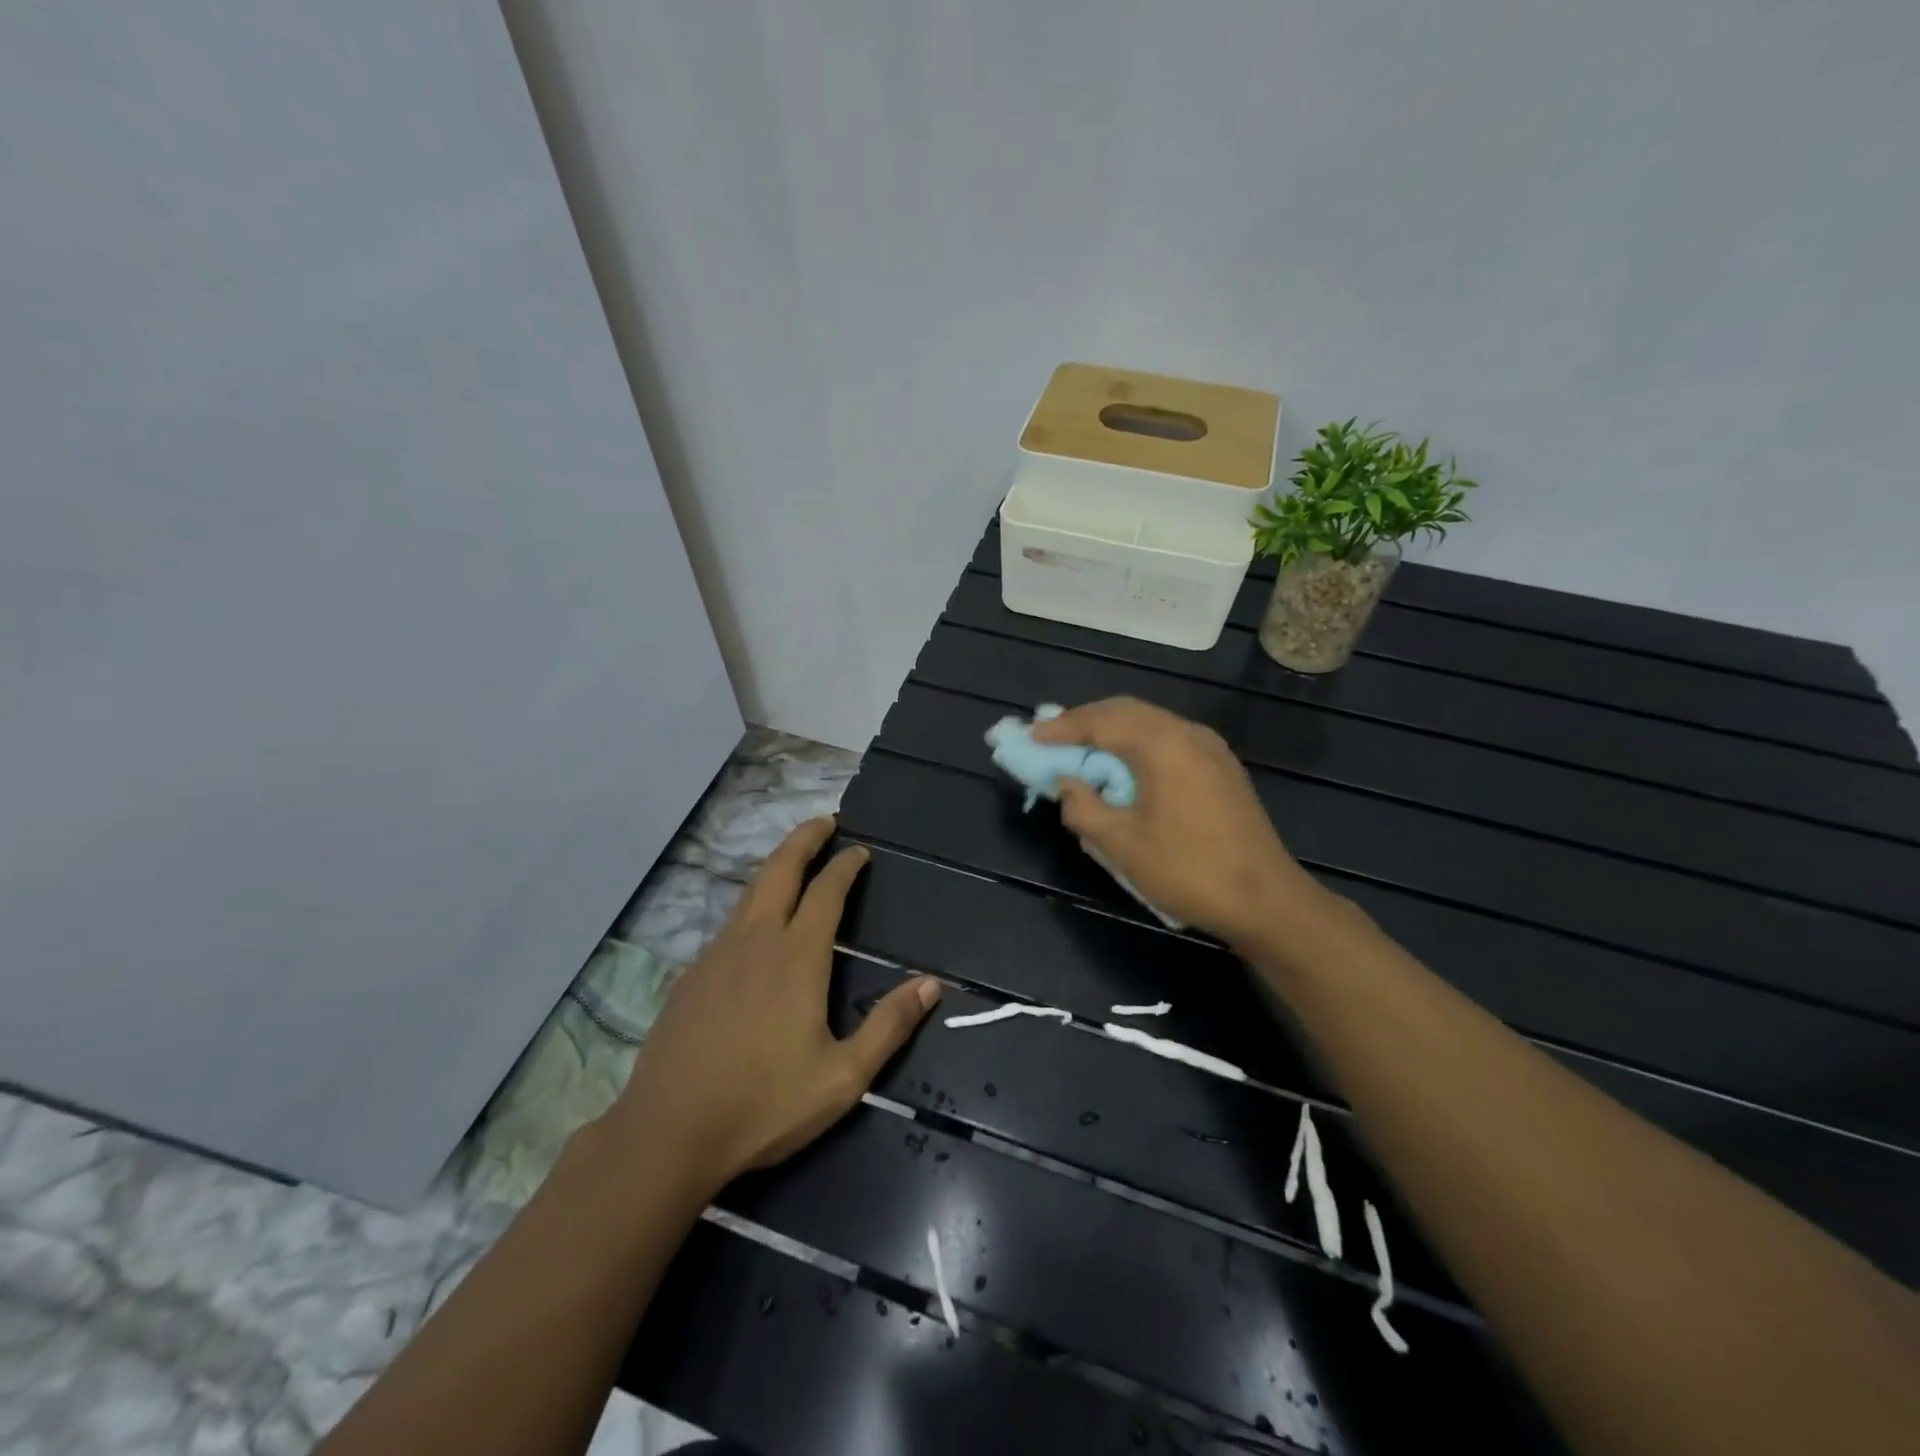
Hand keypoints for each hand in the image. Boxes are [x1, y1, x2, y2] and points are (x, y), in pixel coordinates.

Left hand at [603, 818, 939, 1194]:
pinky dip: (752, 904)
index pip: (826, 892)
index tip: (859, 850)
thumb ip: (888, 1026)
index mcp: (797, 957)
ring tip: (794, 860)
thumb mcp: (843, 1077)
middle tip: (824, 822)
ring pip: (750, 893)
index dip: (845, 865)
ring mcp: (717, 955)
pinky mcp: (691, 976)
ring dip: (776, 866)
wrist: (668, 1133)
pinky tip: (756, 926)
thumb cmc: (764, 1104)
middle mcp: (755, 941)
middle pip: (780, 871)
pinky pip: (729, 924)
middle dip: (804, 840)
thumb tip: (931, 984)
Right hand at [1033, 698, 1327, 947]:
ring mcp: (1210, 748)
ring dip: (1112, 732)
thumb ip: (1084, 807)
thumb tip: (1067, 784)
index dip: (1061, 728)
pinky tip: (1124, 768)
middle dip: (1085, 722)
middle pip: (1125, 712)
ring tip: (1082, 751)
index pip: (1100, 722)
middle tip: (1052, 739)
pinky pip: (1168, 739)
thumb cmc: (1188, 871)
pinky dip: (1137, 744)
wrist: (1266, 901)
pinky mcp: (1221, 767)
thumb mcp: (1121, 845)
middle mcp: (1188, 733)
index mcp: (1162, 744)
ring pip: (1149, 723)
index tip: (1031, 736)